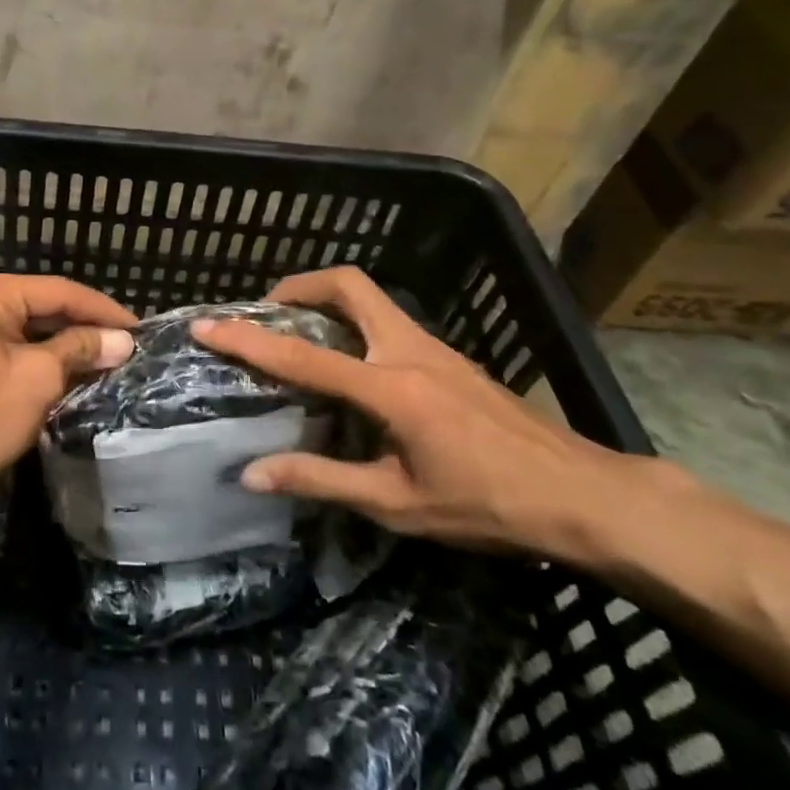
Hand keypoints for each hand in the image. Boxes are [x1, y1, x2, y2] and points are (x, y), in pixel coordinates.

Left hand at [0, 274, 136, 514]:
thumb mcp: (36, 380)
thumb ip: (80, 350)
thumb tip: (122, 341)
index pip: (57, 291)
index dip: (102, 311)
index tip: (141, 330)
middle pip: (40, 307)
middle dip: (83, 329)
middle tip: (127, 348)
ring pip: (24, 331)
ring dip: (63, 348)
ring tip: (107, 362)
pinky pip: (6, 349)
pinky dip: (37, 361)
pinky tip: (69, 377)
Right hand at [190, 266, 650, 557]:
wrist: (583, 496)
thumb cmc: (486, 505)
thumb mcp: (397, 504)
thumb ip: (320, 480)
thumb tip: (252, 474)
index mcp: (389, 388)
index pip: (302, 357)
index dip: (248, 341)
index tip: (207, 325)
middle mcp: (408, 350)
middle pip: (347, 284)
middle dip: (299, 287)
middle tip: (268, 312)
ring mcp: (434, 347)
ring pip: (370, 297)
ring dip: (327, 301)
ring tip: (300, 335)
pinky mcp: (449, 356)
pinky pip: (388, 319)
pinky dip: (354, 322)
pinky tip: (351, 366)